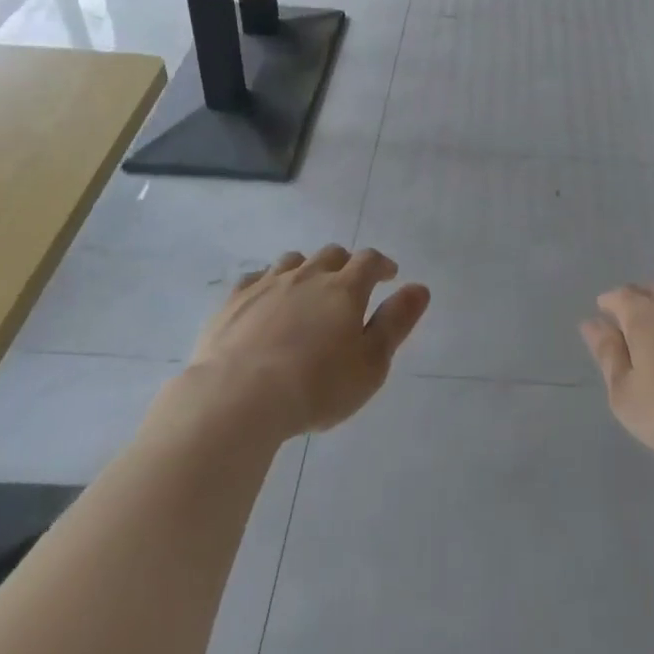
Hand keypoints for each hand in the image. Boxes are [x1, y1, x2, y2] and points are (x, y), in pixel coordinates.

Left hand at [188, 246, 429, 438]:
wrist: (237, 398)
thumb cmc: (316, 386)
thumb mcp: (371, 364)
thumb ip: (396, 323)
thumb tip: (419, 288)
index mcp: (345, 288)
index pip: (369, 261)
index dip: (382, 265)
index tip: (389, 275)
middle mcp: (308, 275)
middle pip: (331, 255)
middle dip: (345, 265)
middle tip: (348, 286)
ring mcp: (268, 284)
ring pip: (293, 262)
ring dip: (307, 269)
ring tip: (308, 290)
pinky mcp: (234, 301)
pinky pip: (255, 278)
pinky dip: (268, 283)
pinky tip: (266, 300)